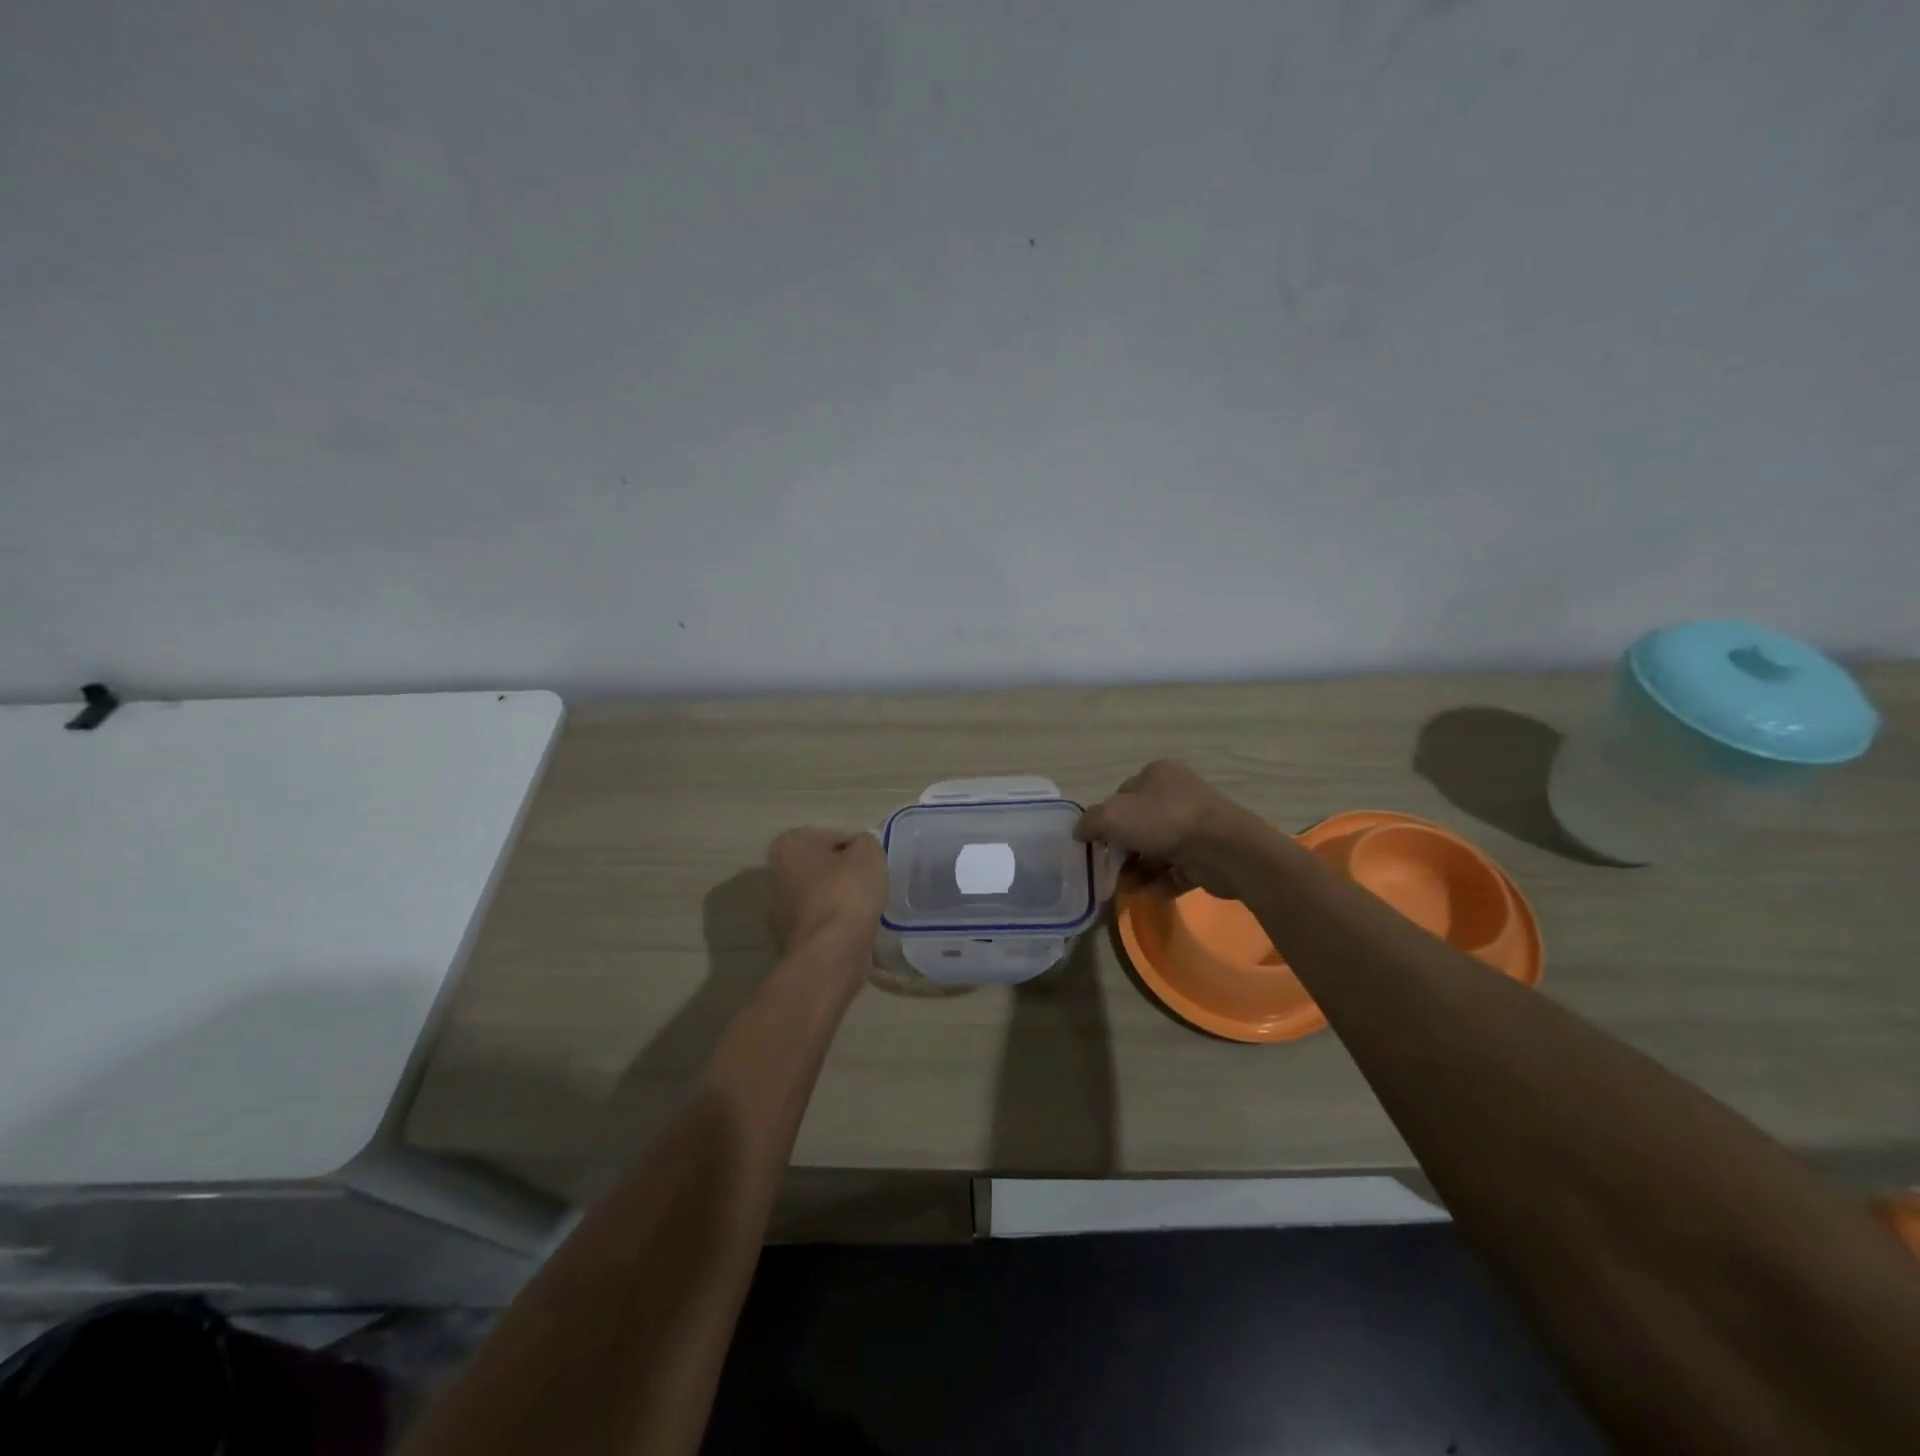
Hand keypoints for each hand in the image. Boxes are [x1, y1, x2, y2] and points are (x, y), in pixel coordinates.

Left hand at [766, 827, 888, 962]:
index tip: (872, 864)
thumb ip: (865, 842)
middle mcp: (776, 875)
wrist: (830, 952)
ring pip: (822, 897)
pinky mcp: (791, 940)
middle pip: (823, 868)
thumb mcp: (868, 852)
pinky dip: (837, 925)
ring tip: (866, 909)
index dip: (857, 849)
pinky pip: (822, 923)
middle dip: (844, 874)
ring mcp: (780, 911)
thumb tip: (858, 852)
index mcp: (788, 845)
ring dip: (841, 901)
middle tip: (870, 885)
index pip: (832, 837)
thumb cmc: (846, 892)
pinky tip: (855, 930)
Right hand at [1074, 760, 1271, 898]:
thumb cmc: (1164, 821)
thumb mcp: (1112, 816)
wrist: (1224, 849)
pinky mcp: (1207, 855)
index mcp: (1158, 774)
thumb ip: (1090, 822)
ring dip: (1138, 870)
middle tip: (1109, 870)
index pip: (1122, 796)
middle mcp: (1178, 794)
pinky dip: (1160, 882)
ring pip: (1156, 849)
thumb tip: (1080, 832)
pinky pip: (1176, 870)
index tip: (1097, 844)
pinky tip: (1149, 893)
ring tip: (1127, 888)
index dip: (1106, 820)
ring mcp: (1196, 825)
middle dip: (1122, 850)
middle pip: (1138, 825)